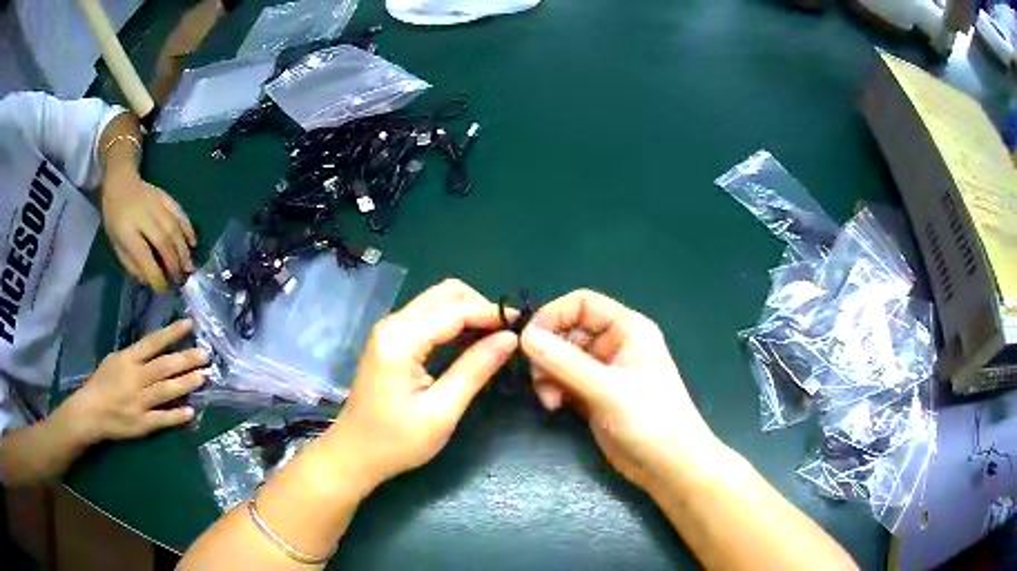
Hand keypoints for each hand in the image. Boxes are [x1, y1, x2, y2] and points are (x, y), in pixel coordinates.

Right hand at [61, 319, 207, 445]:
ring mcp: (139, 402)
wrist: (90, 412)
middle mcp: (135, 378)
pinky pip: (161, 419)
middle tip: (205, 354)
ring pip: (165, 390)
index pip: (152, 342)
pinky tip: (190, 411)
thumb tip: (158, 349)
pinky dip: (176, 416)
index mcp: (127, 359)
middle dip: (185, 359)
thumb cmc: (101, 383)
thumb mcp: (114, 360)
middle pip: (163, 366)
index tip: (190, 324)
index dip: (171, 333)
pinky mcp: (142, 424)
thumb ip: (135, 356)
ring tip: (203, 377)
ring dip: (185, 384)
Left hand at [101, 168, 196, 290]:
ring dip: (183, 250)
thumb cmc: (115, 220)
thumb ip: (132, 264)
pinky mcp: (165, 197)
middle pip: (163, 241)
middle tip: (178, 280)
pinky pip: (180, 213)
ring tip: (188, 267)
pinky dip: (188, 228)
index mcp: (126, 230)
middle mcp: (143, 216)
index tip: (162, 289)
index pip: (144, 256)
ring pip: (174, 228)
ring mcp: (156, 204)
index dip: (155, 275)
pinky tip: (193, 243)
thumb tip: (150, 279)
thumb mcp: (116, 246)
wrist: (120, 183)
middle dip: (173, 263)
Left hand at [327, 279, 517, 488]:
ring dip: (468, 312)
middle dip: (480, 306)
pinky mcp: (391, 340)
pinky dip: (453, 322)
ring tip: (496, 337)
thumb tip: (510, 338)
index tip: (524, 325)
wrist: (354, 454)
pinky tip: (471, 342)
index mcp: (401, 339)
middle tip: (507, 333)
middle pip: (445, 293)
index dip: (492, 313)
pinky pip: (428, 317)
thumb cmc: (397, 441)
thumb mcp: (441, 411)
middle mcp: (393, 323)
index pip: (455, 310)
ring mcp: (389, 329)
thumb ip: (474, 370)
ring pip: (437, 301)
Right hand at [519, 289, 721, 491]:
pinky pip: (562, 380)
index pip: (582, 304)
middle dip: (548, 352)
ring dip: (547, 375)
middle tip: (539, 378)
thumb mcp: (607, 388)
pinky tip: (555, 407)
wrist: (668, 465)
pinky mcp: (593, 395)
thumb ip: (564, 362)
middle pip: (566, 331)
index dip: (553, 315)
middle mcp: (613, 344)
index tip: (529, 340)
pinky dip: (553, 390)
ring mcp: (602, 371)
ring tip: (550, 399)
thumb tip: (524, 337)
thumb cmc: (650, 419)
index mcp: (627, 328)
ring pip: (560, 358)